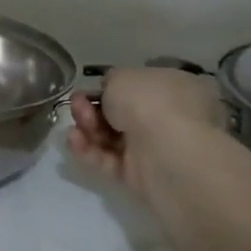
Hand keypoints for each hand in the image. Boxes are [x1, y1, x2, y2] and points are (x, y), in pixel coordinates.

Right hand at [68, 66, 224, 196]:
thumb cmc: (149, 102)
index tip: (88, 89)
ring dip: (87, 128)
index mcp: (176, 89)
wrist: (166, 151)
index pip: (139, 88)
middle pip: (120, 113)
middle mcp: (169, 118)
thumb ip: (111, 81)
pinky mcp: (139, 174)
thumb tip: (109, 93)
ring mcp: (155, 148)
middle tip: (78, 105)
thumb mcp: (122, 76)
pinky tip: (74, 141)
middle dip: (92, 108)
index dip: (110, 87)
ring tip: (76, 126)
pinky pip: (108, 160)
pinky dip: (88, 150)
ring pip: (111, 136)